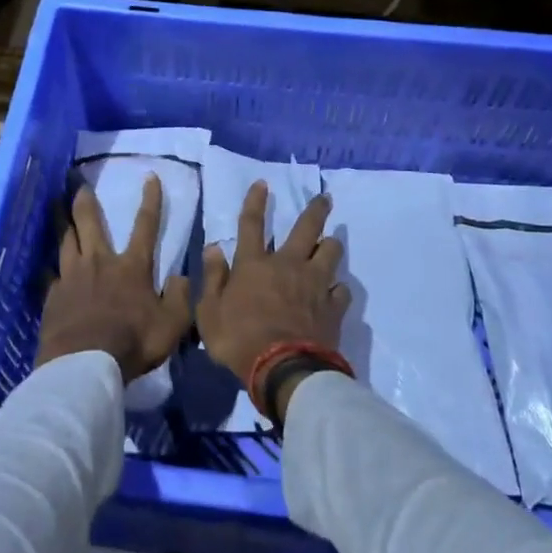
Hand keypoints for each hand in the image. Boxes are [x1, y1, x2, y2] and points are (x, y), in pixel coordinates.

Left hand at [36, 175, 192, 383]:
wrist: (83, 364)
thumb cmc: (132, 342)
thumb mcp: (172, 325)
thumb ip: (180, 298)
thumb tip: (181, 277)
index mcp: (132, 267)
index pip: (145, 226)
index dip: (150, 200)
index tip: (150, 177)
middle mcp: (100, 262)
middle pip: (90, 223)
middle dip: (85, 201)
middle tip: (78, 183)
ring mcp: (72, 277)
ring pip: (66, 241)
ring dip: (63, 222)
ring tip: (55, 207)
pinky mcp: (53, 296)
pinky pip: (51, 275)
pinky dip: (51, 268)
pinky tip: (46, 267)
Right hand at [197, 181, 347, 409]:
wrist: (283, 369)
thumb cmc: (239, 340)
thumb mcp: (209, 312)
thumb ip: (212, 278)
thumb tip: (213, 248)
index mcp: (254, 264)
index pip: (252, 223)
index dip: (255, 201)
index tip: (263, 183)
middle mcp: (287, 265)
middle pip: (306, 229)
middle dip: (316, 210)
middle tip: (325, 198)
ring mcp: (315, 284)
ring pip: (330, 252)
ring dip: (330, 245)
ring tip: (331, 243)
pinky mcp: (333, 307)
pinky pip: (341, 289)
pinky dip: (338, 288)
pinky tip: (335, 292)